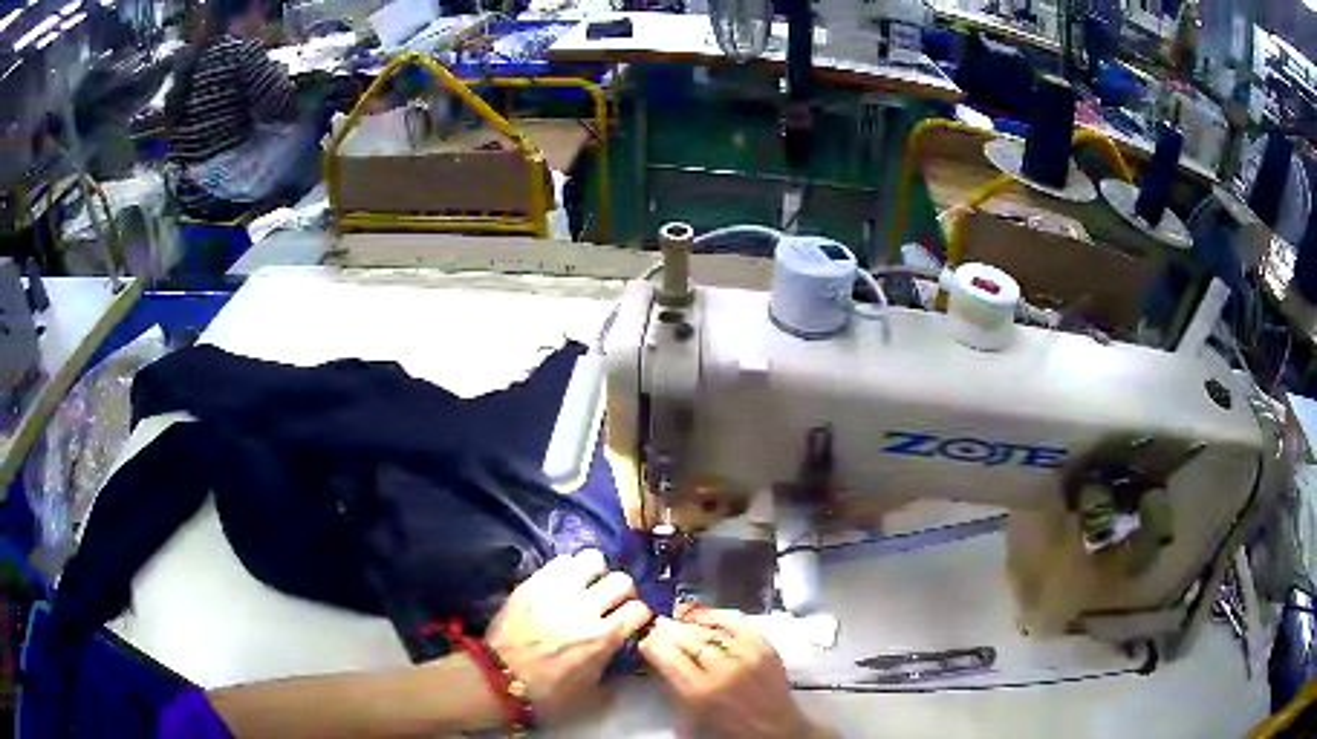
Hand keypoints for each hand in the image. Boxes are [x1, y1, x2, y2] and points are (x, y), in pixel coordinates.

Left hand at [485, 549, 651, 722]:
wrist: (498, 678)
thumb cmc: (546, 693)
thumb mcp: (590, 694)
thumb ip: (612, 673)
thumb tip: (623, 663)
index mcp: (602, 638)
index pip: (639, 610)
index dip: (639, 616)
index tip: (632, 622)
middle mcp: (585, 609)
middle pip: (622, 581)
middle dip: (623, 592)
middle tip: (612, 602)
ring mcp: (557, 591)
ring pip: (592, 560)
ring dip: (596, 573)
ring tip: (588, 585)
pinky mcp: (533, 583)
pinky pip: (560, 561)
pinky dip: (568, 569)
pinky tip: (564, 583)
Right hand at [640, 610, 834, 738]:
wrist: (775, 731)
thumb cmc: (727, 729)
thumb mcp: (690, 715)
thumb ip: (673, 685)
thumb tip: (657, 657)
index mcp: (700, 692)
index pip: (667, 656)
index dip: (652, 644)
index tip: (645, 640)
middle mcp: (723, 669)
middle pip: (687, 639)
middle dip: (667, 630)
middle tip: (657, 625)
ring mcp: (747, 655)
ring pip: (709, 629)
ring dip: (688, 622)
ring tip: (676, 618)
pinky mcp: (765, 647)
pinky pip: (737, 623)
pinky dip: (717, 616)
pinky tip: (703, 615)